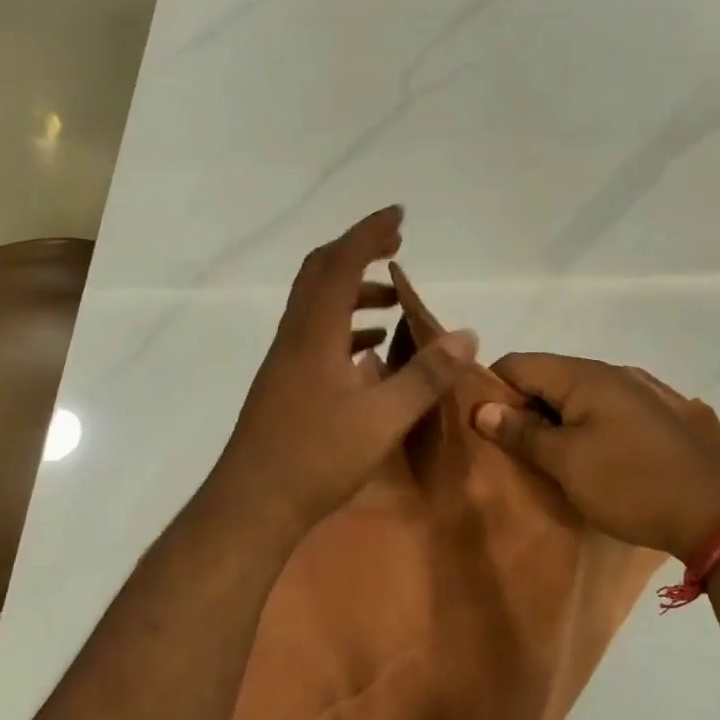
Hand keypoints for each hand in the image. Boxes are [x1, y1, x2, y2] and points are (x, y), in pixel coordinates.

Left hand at [208, 206, 476, 546]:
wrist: (252, 503)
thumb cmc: (316, 457)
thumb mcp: (383, 418)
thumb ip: (426, 375)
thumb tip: (466, 334)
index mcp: (315, 333)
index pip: (342, 263)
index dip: (369, 233)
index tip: (398, 216)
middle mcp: (295, 335)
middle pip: (320, 272)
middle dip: (358, 250)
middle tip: (395, 246)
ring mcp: (286, 359)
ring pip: (317, 304)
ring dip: (353, 291)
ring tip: (393, 302)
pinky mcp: (285, 382)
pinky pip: (316, 334)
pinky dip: (345, 325)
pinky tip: (370, 352)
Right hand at [472, 354, 719, 559]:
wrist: (713, 514)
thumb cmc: (630, 483)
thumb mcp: (566, 462)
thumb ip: (521, 432)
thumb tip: (481, 408)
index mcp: (584, 375)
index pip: (518, 363)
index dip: (491, 389)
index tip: (478, 426)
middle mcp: (609, 373)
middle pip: (545, 378)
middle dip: (519, 408)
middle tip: (505, 449)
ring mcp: (633, 394)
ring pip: (571, 397)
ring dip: (549, 422)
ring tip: (536, 459)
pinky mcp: (649, 418)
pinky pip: (597, 412)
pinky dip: (577, 429)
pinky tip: (576, 460)